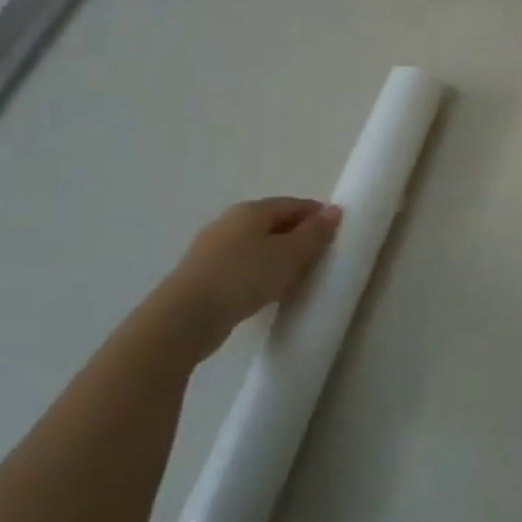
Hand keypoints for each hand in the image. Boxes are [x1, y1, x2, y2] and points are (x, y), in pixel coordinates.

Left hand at [153, 198, 341, 344]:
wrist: (185, 317)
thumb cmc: (244, 277)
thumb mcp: (289, 254)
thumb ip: (314, 233)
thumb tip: (334, 210)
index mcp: (251, 210)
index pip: (293, 204)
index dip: (317, 215)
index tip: (336, 233)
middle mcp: (230, 222)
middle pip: (273, 223)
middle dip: (298, 236)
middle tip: (319, 256)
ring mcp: (212, 248)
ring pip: (256, 245)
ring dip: (279, 256)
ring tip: (296, 276)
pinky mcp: (203, 274)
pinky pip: (242, 265)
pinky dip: (260, 271)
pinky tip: (267, 290)